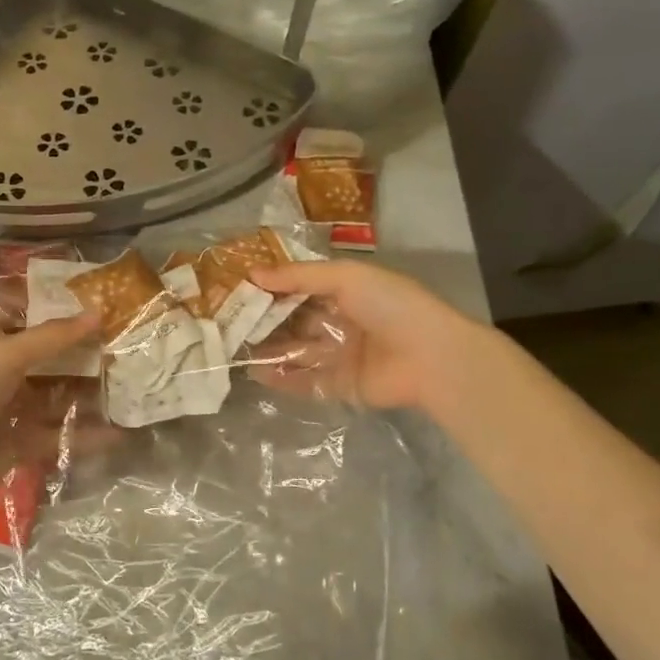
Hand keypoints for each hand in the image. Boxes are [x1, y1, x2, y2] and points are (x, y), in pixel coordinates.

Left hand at [0, 307, 103, 510]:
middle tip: (118, 341)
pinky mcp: (18, 444)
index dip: (44, 304)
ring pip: (51, 396)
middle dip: (75, 350)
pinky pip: (56, 435)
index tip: (85, 298)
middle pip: (40, 356)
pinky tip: (117, 433)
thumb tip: (97, 313)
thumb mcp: (4, 355)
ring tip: (124, 382)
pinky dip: (83, 435)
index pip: (13, 313)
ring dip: (83, 391)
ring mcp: (6, 409)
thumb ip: (51, 337)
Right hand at [248, 260, 490, 415]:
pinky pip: (306, 381)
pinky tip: (256, 372)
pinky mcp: (341, 386)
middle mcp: (342, 322)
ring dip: (270, 349)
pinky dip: (282, 378)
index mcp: (348, 292)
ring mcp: (341, 356)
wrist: (431, 357)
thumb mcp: (345, 277)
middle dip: (266, 320)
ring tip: (234, 347)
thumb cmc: (390, 305)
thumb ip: (298, 276)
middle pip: (296, 321)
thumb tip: (253, 273)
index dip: (273, 288)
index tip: (240, 288)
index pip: (302, 288)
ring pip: (298, 352)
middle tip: (229, 320)